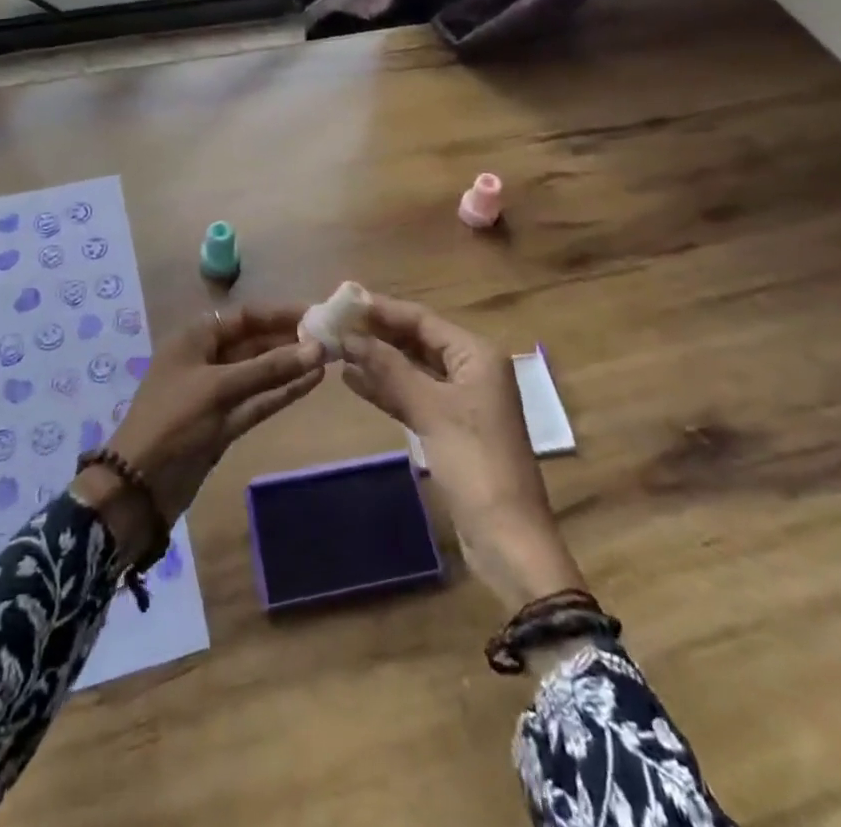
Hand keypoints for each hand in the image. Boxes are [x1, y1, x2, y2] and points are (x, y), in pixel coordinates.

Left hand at [89, 303, 323, 529]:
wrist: (139, 486)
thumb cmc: (173, 421)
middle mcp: (208, 358)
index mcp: (196, 338)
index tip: (317, 313)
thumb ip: (269, 369)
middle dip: (290, 339)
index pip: (246, 316)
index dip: (280, 313)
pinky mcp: (226, 421)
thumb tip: (317, 349)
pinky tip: (312, 382)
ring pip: (260, 372)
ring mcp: (218, 392)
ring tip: (330, 357)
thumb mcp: (219, 389)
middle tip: (332, 337)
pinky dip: (283, 391)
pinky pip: (259, 399)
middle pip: (255, 341)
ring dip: (291, 365)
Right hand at [339, 296, 585, 610]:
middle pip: (417, 340)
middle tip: (333, 324)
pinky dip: (386, 387)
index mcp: (476, 354)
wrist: (508, 539)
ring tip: (335, 348)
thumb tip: (348, 336)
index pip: (421, 319)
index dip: (381, 309)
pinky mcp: (449, 427)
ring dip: (377, 359)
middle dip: (377, 333)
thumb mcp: (430, 410)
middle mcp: (470, 369)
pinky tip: (352, 380)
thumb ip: (388, 369)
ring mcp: (461, 400)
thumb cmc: (475, 464)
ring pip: (412, 368)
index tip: (341, 301)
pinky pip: (413, 395)